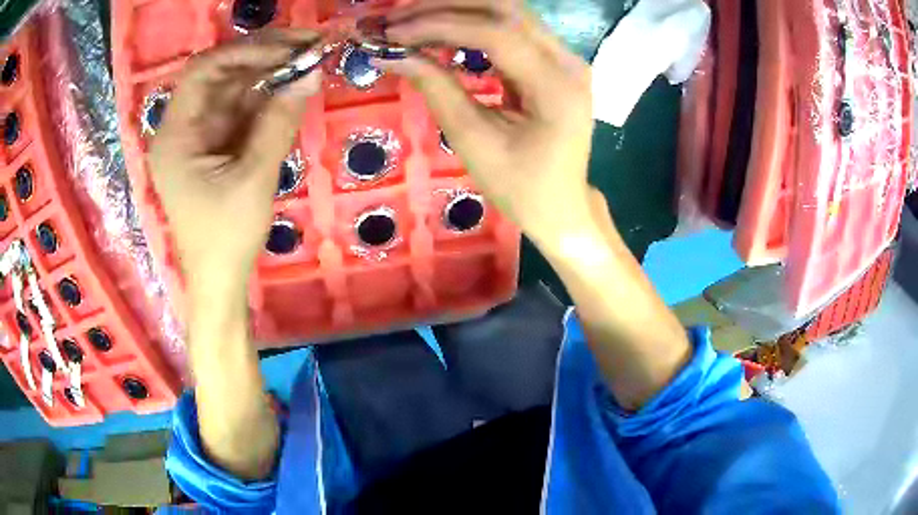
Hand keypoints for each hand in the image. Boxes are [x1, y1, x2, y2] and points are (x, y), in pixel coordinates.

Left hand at [148, 32, 320, 295]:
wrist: (219, 282)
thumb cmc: (226, 239)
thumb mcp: (253, 180)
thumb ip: (278, 123)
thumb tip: (310, 74)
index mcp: (174, 137)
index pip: (202, 72)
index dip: (243, 53)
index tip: (286, 50)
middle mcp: (181, 129)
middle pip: (218, 76)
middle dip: (261, 58)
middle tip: (306, 48)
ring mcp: (198, 137)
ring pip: (231, 91)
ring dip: (267, 76)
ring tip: (307, 63)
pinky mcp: (213, 148)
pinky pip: (239, 111)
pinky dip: (265, 99)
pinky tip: (291, 89)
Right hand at [380, 0, 595, 245]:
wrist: (561, 206)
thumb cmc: (521, 186)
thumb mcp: (474, 141)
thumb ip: (436, 89)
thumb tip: (391, 54)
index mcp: (556, 86)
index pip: (496, 33)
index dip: (440, 25)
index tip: (394, 33)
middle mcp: (567, 61)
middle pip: (504, 9)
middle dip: (446, 7)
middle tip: (397, 17)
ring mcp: (564, 58)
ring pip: (507, 12)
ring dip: (457, 10)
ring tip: (411, 19)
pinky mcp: (553, 61)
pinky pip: (510, 29)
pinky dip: (471, 24)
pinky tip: (439, 30)